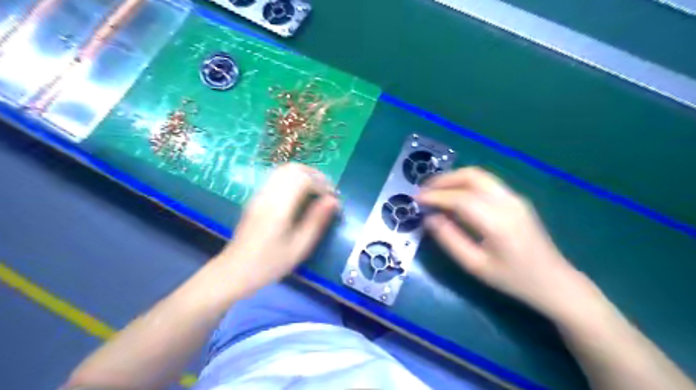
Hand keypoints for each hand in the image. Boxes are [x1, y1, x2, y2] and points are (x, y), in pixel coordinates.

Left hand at [215, 163, 339, 296]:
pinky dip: (293, 179)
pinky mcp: (256, 198)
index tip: (332, 198)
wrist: (234, 271)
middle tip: (327, 191)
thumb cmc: (269, 263)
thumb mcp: (299, 247)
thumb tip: (333, 200)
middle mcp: (267, 194)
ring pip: (283, 170)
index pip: (303, 179)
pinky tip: (300, 196)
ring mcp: (259, 194)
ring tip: (316, 191)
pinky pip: (276, 178)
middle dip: (314, 175)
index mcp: (278, 206)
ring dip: (303, 175)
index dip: (322, 183)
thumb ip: (317, 220)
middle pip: (292, 168)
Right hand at [415, 166, 600, 319]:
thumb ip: (450, 240)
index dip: (435, 196)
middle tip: (424, 190)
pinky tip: (455, 195)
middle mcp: (508, 202)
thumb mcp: (476, 266)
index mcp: (498, 222)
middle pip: (471, 176)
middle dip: (444, 180)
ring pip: (480, 176)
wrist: (554, 282)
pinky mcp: (517, 199)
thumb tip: (430, 218)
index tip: (416, 198)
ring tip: (435, 190)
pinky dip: (466, 184)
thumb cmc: (513, 279)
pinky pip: (487, 183)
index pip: (460, 198)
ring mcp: (515, 198)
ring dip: (454, 179)